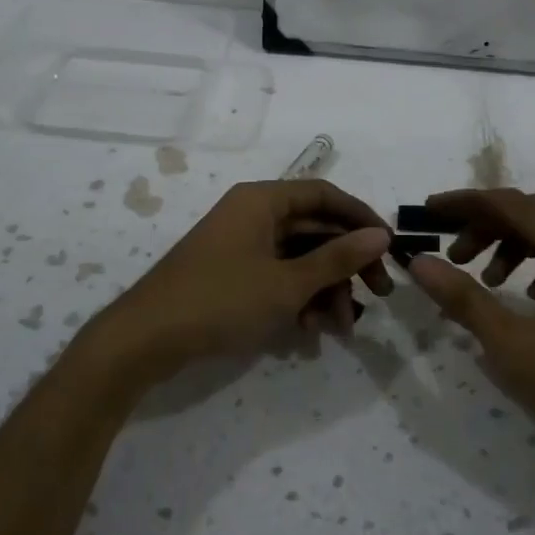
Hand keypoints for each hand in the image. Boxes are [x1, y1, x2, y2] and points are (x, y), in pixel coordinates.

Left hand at [91, 180, 391, 390]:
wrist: (145, 339)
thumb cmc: (220, 300)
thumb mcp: (287, 283)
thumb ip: (337, 258)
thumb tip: (381, 235)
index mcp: (262, 200)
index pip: (324, 195)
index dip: (361, 218)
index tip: (389, 248)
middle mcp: (252, 214)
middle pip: (315, 229)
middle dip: (346, 265)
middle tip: (378, 297)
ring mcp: (241, 244)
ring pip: (298, 258)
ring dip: (324, 290)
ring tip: (338, 328)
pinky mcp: (232, 272)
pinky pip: (277, 275)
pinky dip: (298, 298)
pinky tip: (308, 331)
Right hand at [405, 189, 534, 451]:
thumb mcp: (513, 342)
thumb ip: (463, 298)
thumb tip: (419, 263)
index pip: (510, 203)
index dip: (465, 203)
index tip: (430, 212)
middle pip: (532, 215)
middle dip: (486, 227)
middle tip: (454, 254)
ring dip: (513, 247)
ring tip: (489, 281)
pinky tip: (530, 299)